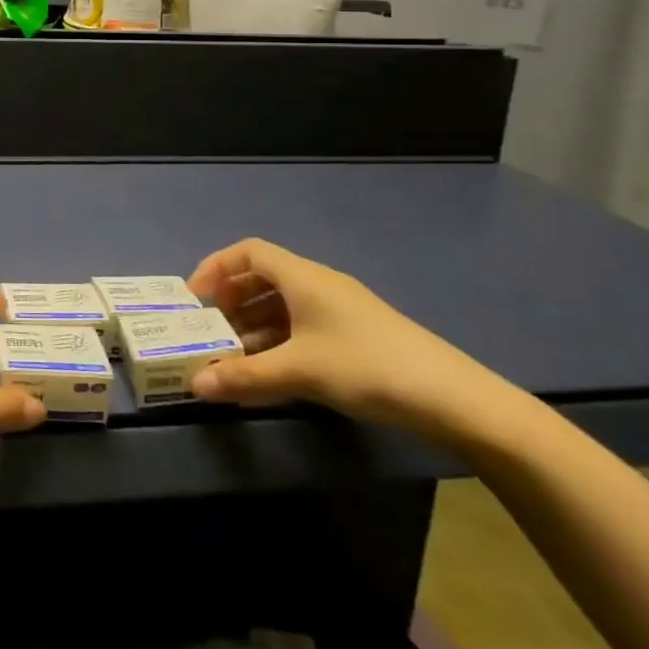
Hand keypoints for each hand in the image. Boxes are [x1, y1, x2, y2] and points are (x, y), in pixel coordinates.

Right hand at [187, 238, 514, 441]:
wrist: (452, 398)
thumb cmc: (365, 367)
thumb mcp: (299, 372)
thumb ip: (245, 377)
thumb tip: (196, 385)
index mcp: (302, 276)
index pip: (248, 251)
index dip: (216, 267)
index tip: (195, 297)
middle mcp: (319, 283)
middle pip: (264, 276)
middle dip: (232, 300)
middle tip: (211, 329)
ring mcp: (341, 308)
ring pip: (284, 304)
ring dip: (255, 324)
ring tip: (236, 356)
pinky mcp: (357, 334)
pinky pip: (304, 324)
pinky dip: (280, 339)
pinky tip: (275, 371)